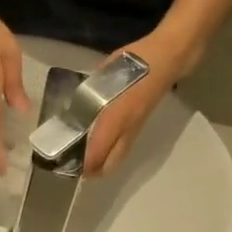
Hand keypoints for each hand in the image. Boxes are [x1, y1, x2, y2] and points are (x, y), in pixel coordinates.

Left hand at [83, 28, 201, 176]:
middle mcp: (124, 132)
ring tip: (85, 157)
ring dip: (101, 164)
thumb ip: (89, 96)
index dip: (80, 165)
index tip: (64, 162)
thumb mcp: (104, 76)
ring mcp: (134, 131)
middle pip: (108, 166)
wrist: (166, 60)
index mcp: (113, 120)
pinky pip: (122, 150)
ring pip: (116, 160)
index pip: (94, 156)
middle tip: (75, 164)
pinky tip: (100, 144)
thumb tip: (75, 109)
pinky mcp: (140, 127)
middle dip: (91, 171)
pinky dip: (109, 154)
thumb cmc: (134, 63)